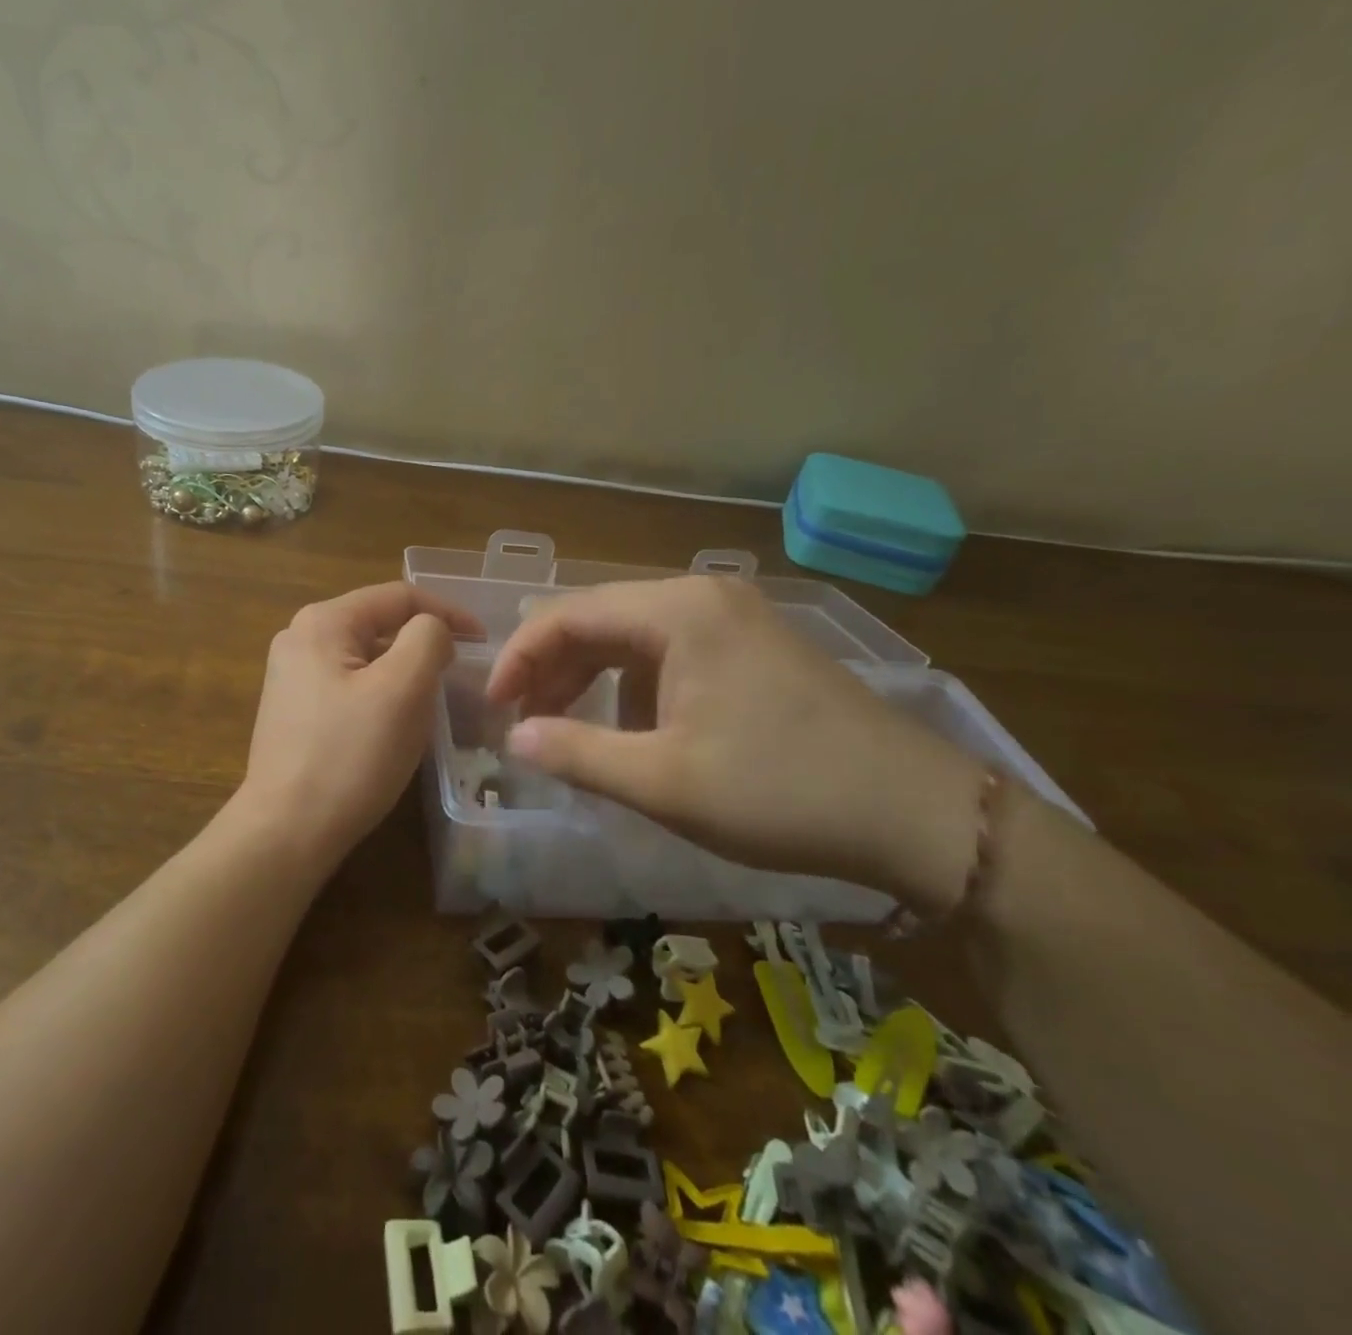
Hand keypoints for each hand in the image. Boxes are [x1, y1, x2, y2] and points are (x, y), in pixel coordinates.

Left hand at [236, 582, 479, 869]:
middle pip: (379, 624)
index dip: (448, 611)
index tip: (483, 640)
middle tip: (460, 674)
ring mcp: (291, 675)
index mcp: (323, 621)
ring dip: (404, 670)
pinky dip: (381, 693)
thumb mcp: (403, 688)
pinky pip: (350, 684)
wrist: (288, 830)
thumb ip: (428, 639)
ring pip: (366, 657)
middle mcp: (299, 638)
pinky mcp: (294, 710)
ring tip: (434, 698)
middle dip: (423, 643)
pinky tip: (395, 723)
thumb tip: (431, 631)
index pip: (398, 596)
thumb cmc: (351, 755)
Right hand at [486, 575, 983, 908]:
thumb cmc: (781, 792)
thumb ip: (576, 754)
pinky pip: (670, 653)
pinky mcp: (753, 646)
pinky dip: (635, 686)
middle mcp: (701, 596)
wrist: (919, 814)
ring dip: (591, 680)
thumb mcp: (664, 782)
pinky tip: (637, 731)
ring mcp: (733, 617)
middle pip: (598, 619)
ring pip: (632, 637)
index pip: (567, 615)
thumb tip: (512, 738)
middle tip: (522, 723)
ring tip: (567, 729)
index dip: (518, 659)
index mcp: (677, 612)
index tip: (490, 708)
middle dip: (552, 670)